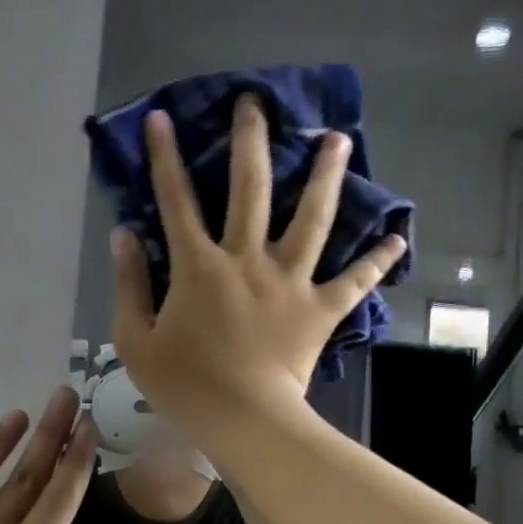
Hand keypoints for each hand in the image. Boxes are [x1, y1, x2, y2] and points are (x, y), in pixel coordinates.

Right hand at [111, 94, 406, 425]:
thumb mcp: (135, 339)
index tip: (161, 117)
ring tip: (338, 138)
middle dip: (251, 141)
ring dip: (325, 176)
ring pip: (312, 219)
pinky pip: (354, 281)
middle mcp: (247, 260)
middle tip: (256, 102)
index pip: (175, 200)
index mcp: (199, 267)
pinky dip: (375, 261)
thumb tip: (125, 233)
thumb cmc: (184, 384)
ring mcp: (290, 281)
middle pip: (251, 189)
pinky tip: (397, 239)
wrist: (243, 421)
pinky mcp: (321, 309)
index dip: (164, 156)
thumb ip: (129, 283)